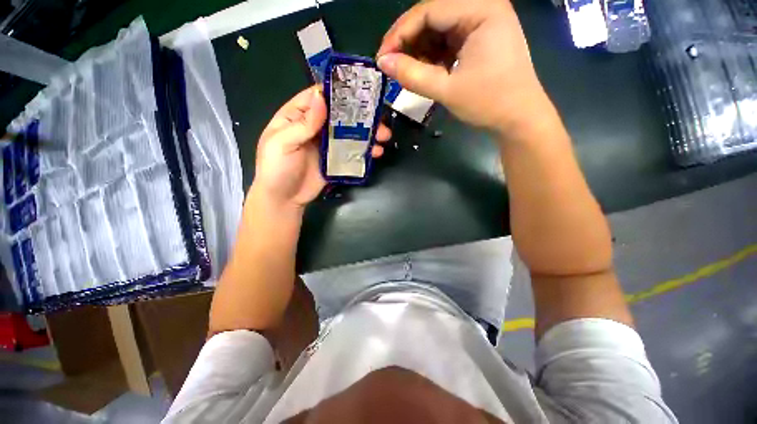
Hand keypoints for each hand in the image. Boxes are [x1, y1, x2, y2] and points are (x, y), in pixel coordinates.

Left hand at [251, 86, 391, 207]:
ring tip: (384, 136)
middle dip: (359, 115)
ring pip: (349, 134)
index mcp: (297, 117)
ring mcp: (326, 145)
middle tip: (379, 118)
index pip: (317, 97)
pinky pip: (351, 152)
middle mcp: (314, 128)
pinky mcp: (335, 161)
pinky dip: (364, 151)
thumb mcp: (283, 143)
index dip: (335, 92)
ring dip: (367, 134)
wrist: (284, 199)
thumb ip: (303, 123)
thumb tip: (321, 98)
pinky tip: (376, 152)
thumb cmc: (276, 168)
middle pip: (339, 116)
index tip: (358, 89)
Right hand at [377, 0, 550, 138]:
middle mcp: (482, 7)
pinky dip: (433, 56)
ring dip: (420, 50)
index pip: (428, 10)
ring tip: (408, 73)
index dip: (399, 34)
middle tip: (391, 66)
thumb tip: (383, 63)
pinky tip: (426, 71)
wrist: (519, 119)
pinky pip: (448, 40)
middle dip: (409, 42)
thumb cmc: (489, 103)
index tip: (382, 58)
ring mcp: (482, 22)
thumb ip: (413, 75)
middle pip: (433, 16)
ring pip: (438, 29)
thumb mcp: (447, 90)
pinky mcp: (480, 38)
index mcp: (481, 9)